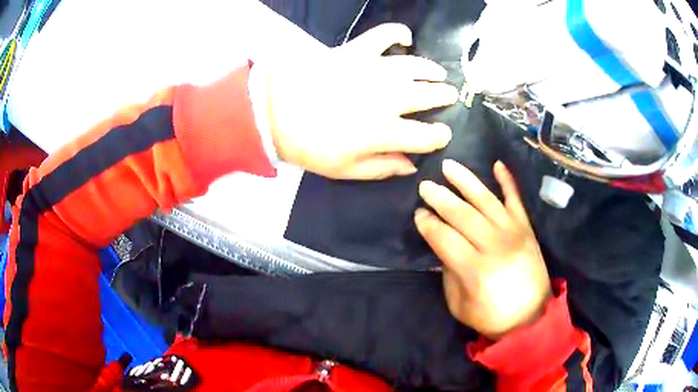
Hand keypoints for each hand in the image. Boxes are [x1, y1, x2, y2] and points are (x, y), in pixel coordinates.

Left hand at [263, 23, 458, 179]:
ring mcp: (372, 70)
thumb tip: (411, 166)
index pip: (426, 136)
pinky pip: (383, 35)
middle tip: (449, 96)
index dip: (439, 137)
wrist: (273, 111)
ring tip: (439, 73)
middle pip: (427, 95)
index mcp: (384, 131)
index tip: (442, 134)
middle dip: (443, 96)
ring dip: (431, 70)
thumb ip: (382, 168)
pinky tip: (406, 38)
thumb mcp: (344, 169)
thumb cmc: (308, 145)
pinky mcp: (355, 51)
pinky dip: (398, 33)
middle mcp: (386, 98)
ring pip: (414, 66)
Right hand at [414, 160, 551, 339]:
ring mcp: (514, 234)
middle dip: (441, 198)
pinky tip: (497, 164)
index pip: (445, 239)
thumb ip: (448, 273)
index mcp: (476, 271)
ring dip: (466, 181)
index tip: (419, 214)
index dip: (429, 225)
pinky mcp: (527, 229)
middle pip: (463, 215)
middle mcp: (495, 247)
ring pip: (487, 201)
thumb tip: (441, 246)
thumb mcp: (459, 305)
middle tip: (425, 186)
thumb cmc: (492, 316)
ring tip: (449, 166)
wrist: (531, 317)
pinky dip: (507, 181)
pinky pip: (516, 200)